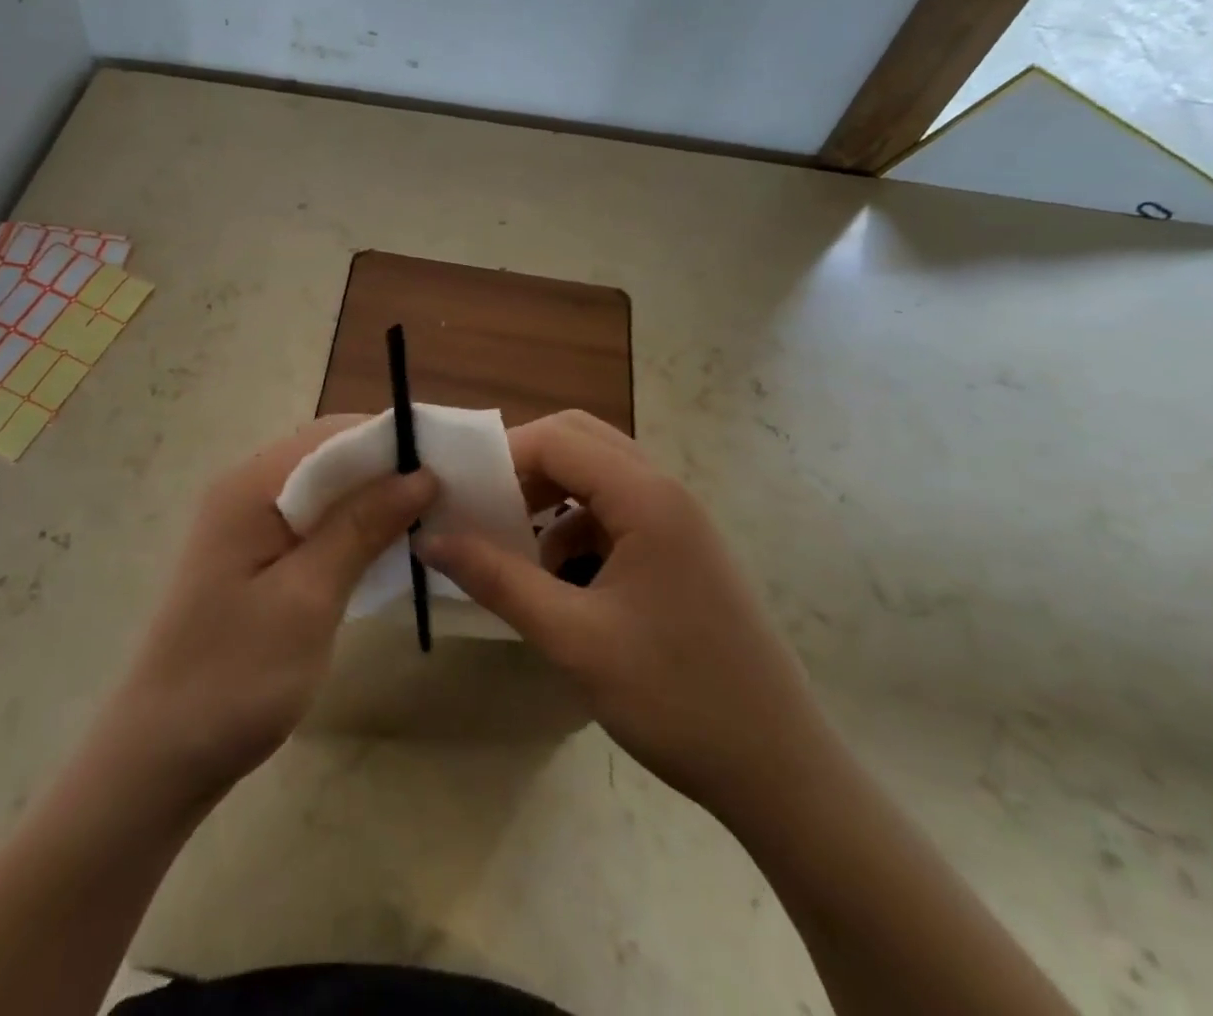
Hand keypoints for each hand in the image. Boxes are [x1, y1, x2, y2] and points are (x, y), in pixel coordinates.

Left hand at [99, 417, 436, 805]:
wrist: (162, 754)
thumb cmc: (236, 675)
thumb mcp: (308, 598)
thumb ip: (360, 527)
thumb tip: (420, 474)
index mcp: (251, 486)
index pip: (331, 435)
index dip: (391, 439)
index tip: (451, 458)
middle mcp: (246, 490)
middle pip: (327, 457)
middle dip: (387, 468)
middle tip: (451, 490)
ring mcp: (247, 524)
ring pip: (324, 490)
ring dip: (374, 498)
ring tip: (433, 514)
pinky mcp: (255, 556)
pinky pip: (313, 522)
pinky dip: (352, 527)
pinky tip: (387, 546)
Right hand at [416, 410, 829, 817]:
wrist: (782, 773)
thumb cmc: (676, 699)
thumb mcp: (572, 638)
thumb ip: (497, 579)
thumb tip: (430, 539)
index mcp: (646, 498)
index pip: (556, 439)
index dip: (500, 458)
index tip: (459, 497)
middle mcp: (666, 492)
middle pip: (580, 441)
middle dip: (524, 466)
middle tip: (485, 509)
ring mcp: (679, 521)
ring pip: (598, 475)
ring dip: (550, 496)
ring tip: (514, 547)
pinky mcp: (682, 552)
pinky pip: (616, 512)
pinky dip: (577, 527)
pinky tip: (559, 581)